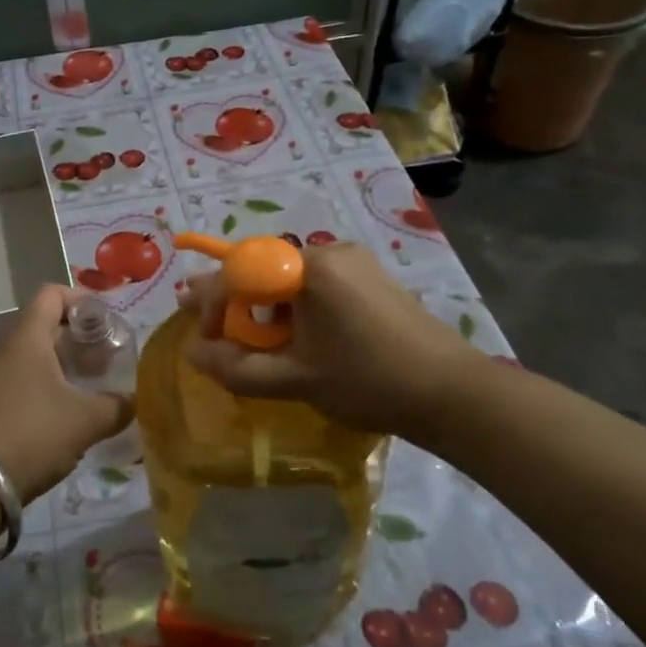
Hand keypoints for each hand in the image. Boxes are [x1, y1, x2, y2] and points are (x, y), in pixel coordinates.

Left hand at [0, 285, 132, 503]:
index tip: (106, 324)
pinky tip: (66, 418)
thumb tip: (135, 401)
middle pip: (46, 327)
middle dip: (79, 341)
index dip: (81, 301)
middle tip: (106, 361)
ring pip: (35, 359)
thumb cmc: (31, 433)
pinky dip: (47, 391)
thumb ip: (116, 407)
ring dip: (64, 369)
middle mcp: (7, 350)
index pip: (52, 294)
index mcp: (29, 338)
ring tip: (91, 391)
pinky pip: (23, 385)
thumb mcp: (85, 421)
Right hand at [180, 241, 480, 434]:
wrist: (452, 393)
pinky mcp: (372, 279)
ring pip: (290, 278)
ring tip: (253, 340)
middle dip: (235, 301)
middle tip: (211, 328)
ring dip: (265, 307)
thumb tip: (193, 352)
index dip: (212, 302)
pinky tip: (294, 335)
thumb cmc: (367, 382)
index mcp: (311, 268)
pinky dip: (295, 307)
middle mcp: (331, 252)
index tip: (202, 337)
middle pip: (265, 269)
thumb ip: (236, 367)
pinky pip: (317, 285)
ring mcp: (356, 263)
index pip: (242, 271)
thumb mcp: (293, 379)